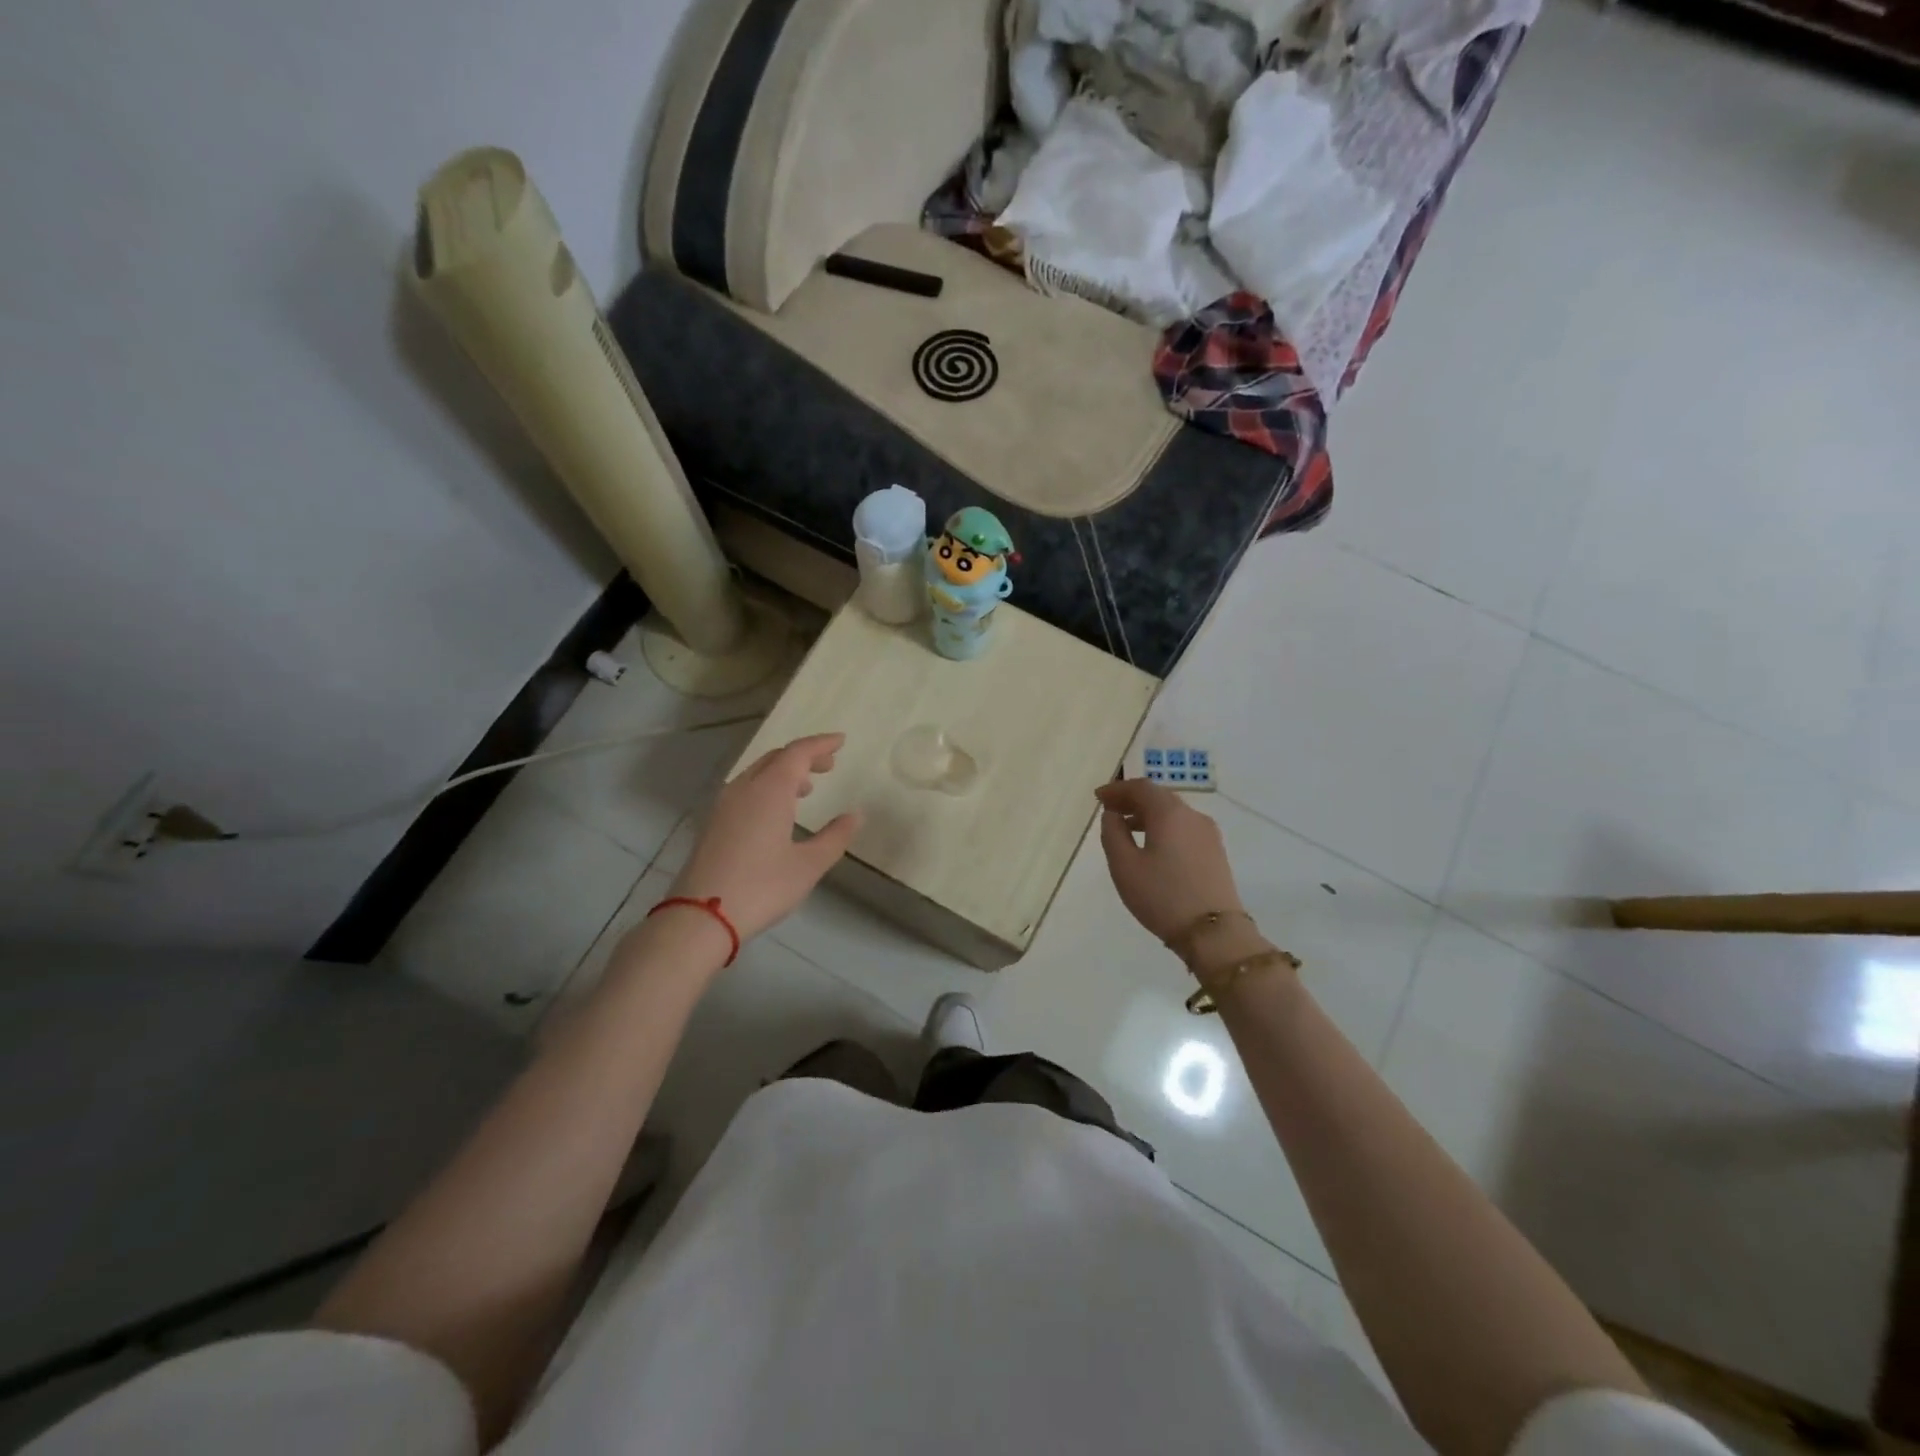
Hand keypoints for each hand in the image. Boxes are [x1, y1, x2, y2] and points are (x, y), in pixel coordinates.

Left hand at [671, 733, 862, 944]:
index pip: (798, 752)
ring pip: (757, 773)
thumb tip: (855, 815)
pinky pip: (745, 790)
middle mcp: (744, 789)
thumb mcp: (808, 865)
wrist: (700, 917)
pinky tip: (776, 812)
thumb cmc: (762, 887)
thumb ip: (835, 837)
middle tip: (829, 765)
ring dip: (783, 772)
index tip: (841, 741)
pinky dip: (766, 787)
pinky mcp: (713, 823)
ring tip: (806, 788)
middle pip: (775, 758)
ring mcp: (723, 805)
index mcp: (769, 790)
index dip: (821, 744)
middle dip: (803, 756)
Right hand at [1095, 778, 1243, 944]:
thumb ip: (1113, 834)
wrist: (1213, 933)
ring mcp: (1208, 834)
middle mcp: (1192, 816)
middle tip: (1110, 810)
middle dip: (1132, 800)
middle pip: (1159, 797)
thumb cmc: (1162, 896)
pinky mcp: (1215, 852)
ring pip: (1173, 813)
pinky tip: (1152, 847)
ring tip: (1126, 830)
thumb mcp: (1124, 866)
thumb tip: (1112, 815)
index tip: (1098, 798)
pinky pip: (1184, 828)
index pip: (1141, 788)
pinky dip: (1164, 828)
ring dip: (1148, 815)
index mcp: (1169, 813)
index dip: (1118, 789)